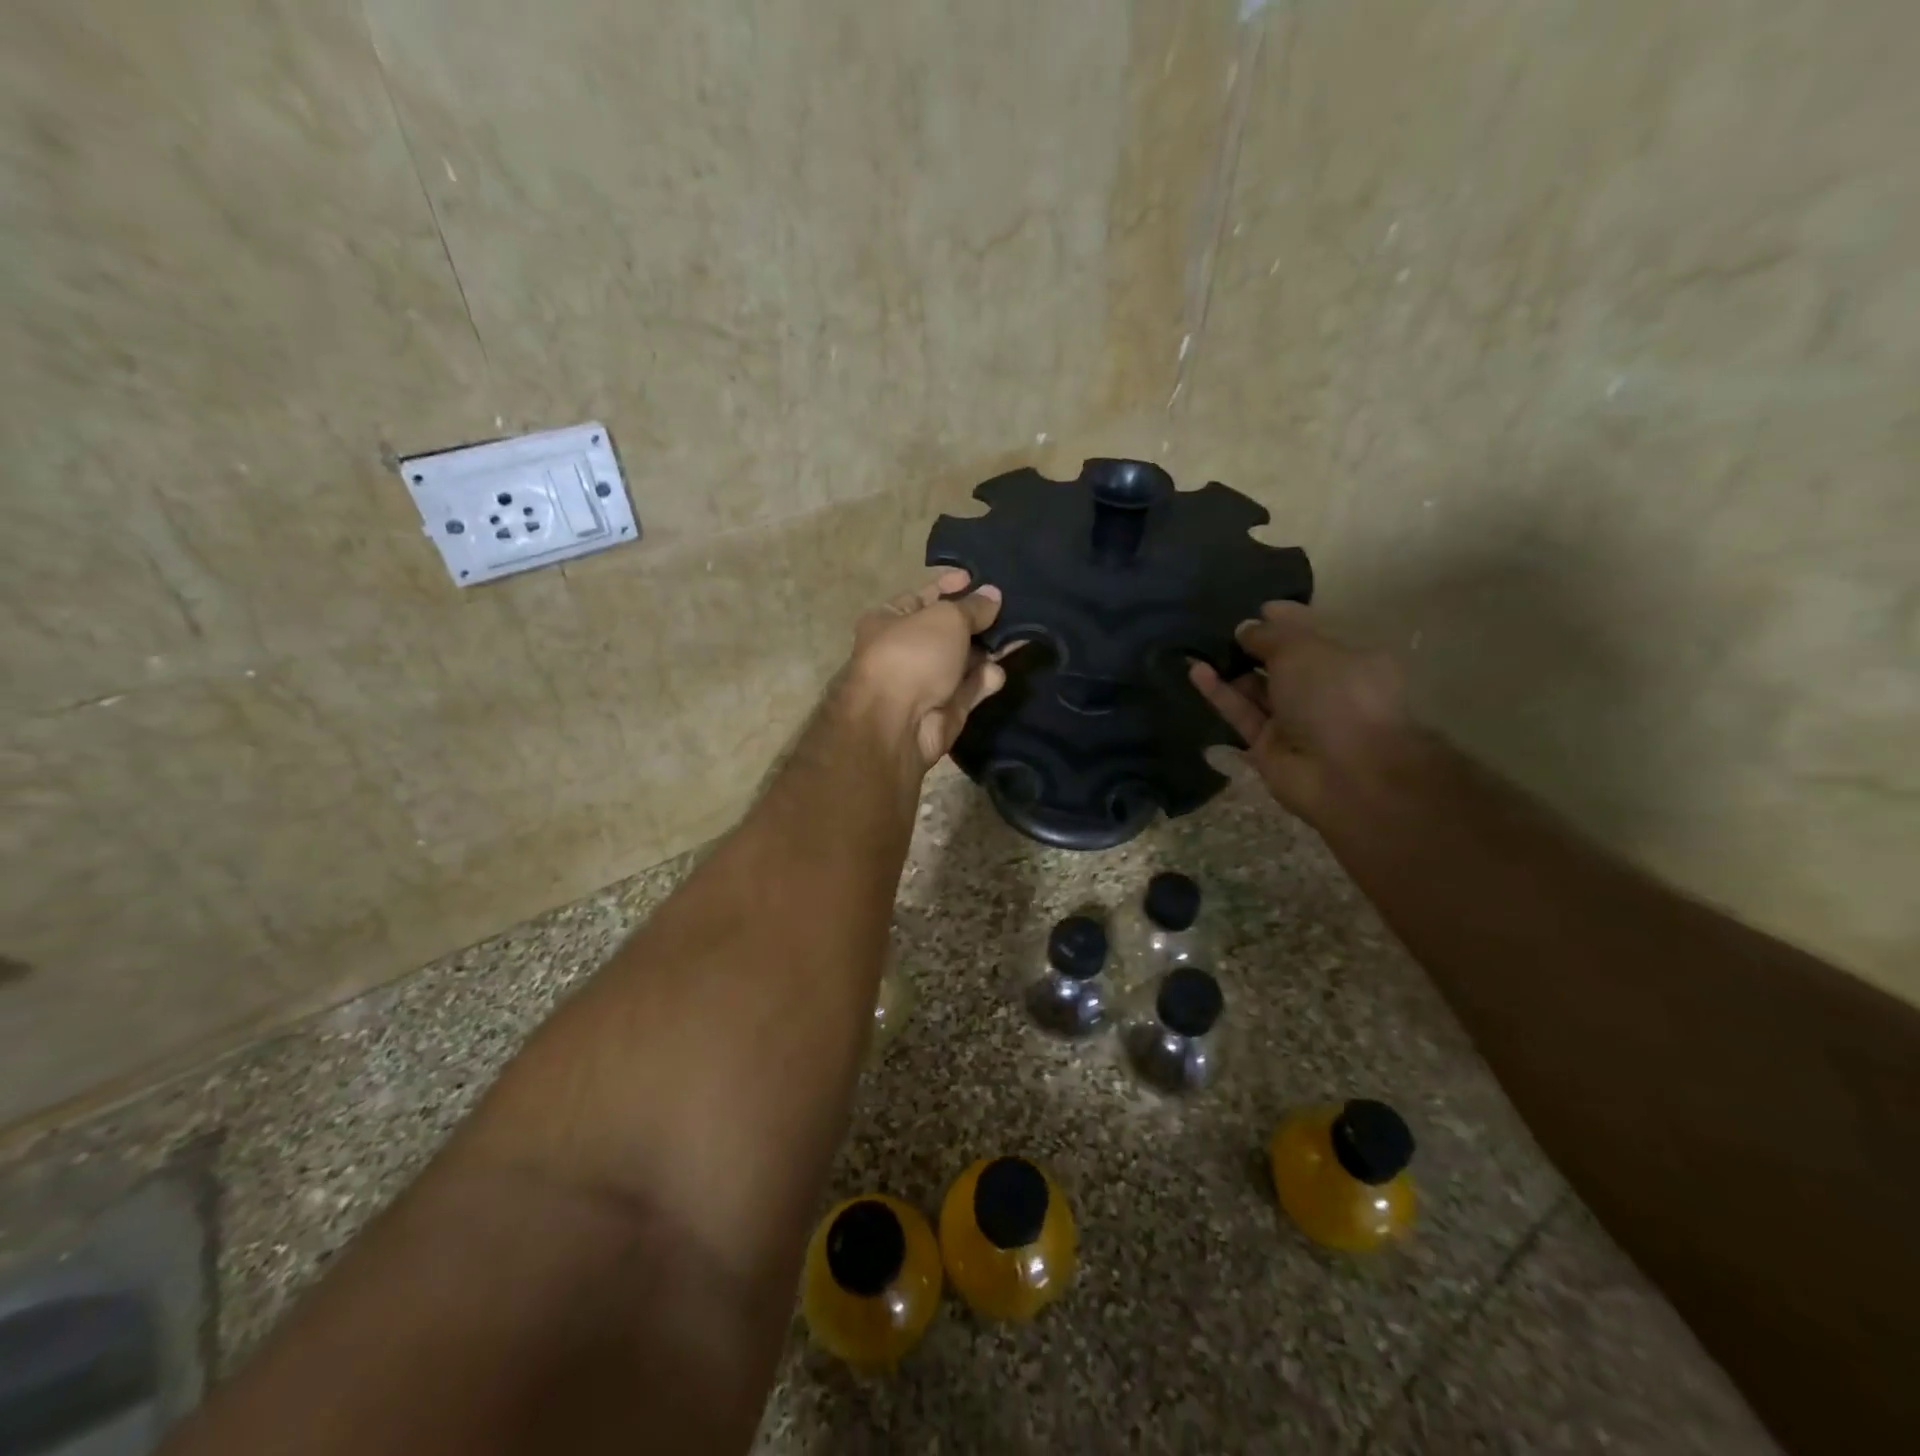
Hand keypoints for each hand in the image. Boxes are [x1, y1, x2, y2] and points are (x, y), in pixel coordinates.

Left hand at [843, 569, 1005, 771]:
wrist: (898, 723)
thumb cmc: (913, 655)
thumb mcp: (946, 618)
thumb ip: (973, 606)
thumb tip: (993, 595)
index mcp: (891, 620)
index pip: (924, 596)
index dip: (950, 585)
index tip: (978, 578)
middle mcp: (906, 649)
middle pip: (949, 629)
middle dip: (978, 620)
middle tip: (1011, 607)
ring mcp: (926, 681)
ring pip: (965, 660)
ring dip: (989, 649)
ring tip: (1018, 635)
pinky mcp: (946, 709)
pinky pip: (971, 688)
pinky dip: (985, 680)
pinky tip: (998, 673)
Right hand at [1189, 601, 1412, 822]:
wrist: (1346, 773)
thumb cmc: (1337, 695)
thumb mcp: (1303, 649)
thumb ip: (1270, 635)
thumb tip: (1245, 628)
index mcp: (1350, 660)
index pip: (1312, 633)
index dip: (1284, 618)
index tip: (1253, 607)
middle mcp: (1324, 689)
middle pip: (1281, 662)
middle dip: (1252, 645)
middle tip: (1216, 625)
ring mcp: (1295, 720)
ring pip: (1256, 689)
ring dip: (1230, 668)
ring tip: (1197, 644)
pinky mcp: (1267, 745)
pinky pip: (1241, 713)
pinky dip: (1219, 692)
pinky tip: (1195, 670)